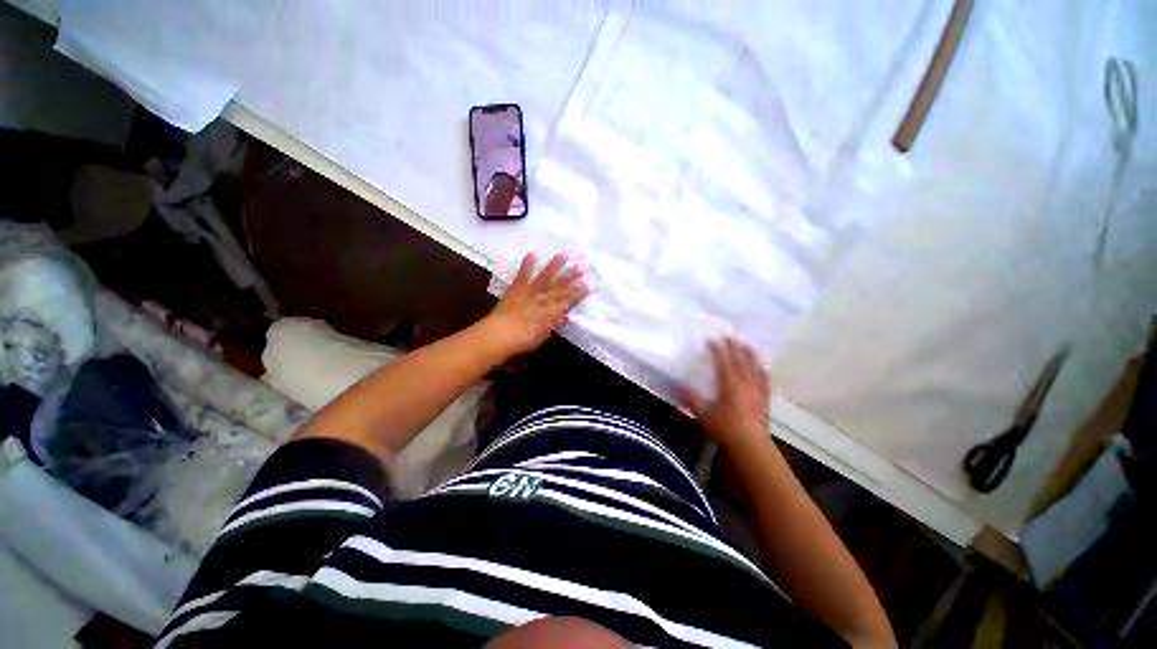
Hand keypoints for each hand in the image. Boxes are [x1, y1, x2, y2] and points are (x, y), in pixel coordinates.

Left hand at [485, 253, 590, 356]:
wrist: (502, 333)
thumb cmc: (524, 339)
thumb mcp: (543, 335)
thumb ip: (554, 324)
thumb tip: (565, 316)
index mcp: (553, 311)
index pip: (571, 300)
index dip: (581, 292)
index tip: (591, 285)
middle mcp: (545, 298)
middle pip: (562, 285)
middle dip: (574, 275)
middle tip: (585, 265)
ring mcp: (531, 290)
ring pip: (546, 276)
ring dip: (555, 265)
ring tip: (564, 254)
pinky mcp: (517, 287)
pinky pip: (524, 273)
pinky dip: (528, 263)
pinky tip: (533, 253)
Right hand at [680, 338, 771, 452]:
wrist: (750, 446)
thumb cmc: (725, 428)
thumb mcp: (703, 413)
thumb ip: (690, 399)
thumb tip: (675, 388)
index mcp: (730, 383)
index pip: (723, 360)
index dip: (717, 348)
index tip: (711, 339)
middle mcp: (746, 383)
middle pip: (741, 360)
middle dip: (734, 347)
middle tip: (729, 336)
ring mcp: (757, 390)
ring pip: (755, 367)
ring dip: (749, 354)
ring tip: (745, 344)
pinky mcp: (764, 399)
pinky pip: (765, 380)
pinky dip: (762, 370)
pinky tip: (762, 366)